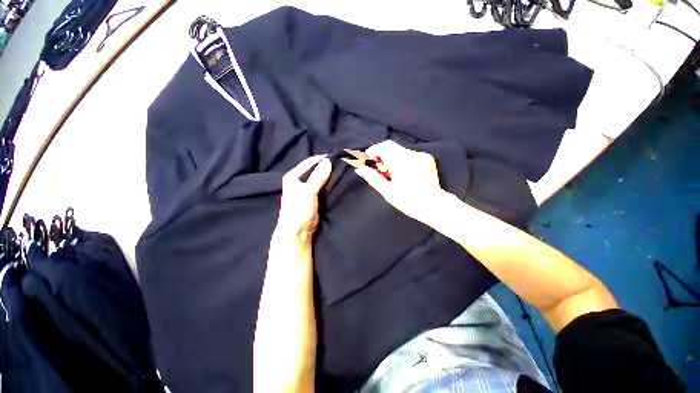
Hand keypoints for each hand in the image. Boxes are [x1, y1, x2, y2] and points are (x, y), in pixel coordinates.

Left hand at [277, 155, 331, 239]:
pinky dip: (327, 182)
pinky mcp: (311, 196)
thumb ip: (318, 177)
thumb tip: (328, 161)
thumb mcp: (308, 192)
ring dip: (327, 174)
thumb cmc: (299, 210)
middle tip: (339, 162)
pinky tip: (336, 181)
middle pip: (314, 169)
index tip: (335, 156)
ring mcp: (305, 188)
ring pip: (318, 177)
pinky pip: (321, 185)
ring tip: (340, 170)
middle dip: (325, 166)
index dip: (321, 159)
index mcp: (293, 176)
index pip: (309, 162)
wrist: (297, 231)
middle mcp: (298, 180)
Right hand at [354, 141, 448, 224]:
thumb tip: (360, 169)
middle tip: (379, 168)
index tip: (369, 159)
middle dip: (381, 154)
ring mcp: (420, 156)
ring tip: (392, 172)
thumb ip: (373, 178)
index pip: (383, 147)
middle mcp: (411, 156)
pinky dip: (402, 159)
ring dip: (391, 157)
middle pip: (391, 146)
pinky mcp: (427, 157)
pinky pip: (409, 153)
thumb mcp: (388, 192)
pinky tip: (403, 172)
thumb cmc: (409, 202)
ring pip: (399, 149)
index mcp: (401, 164)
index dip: (373, 150)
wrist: (434, 205)